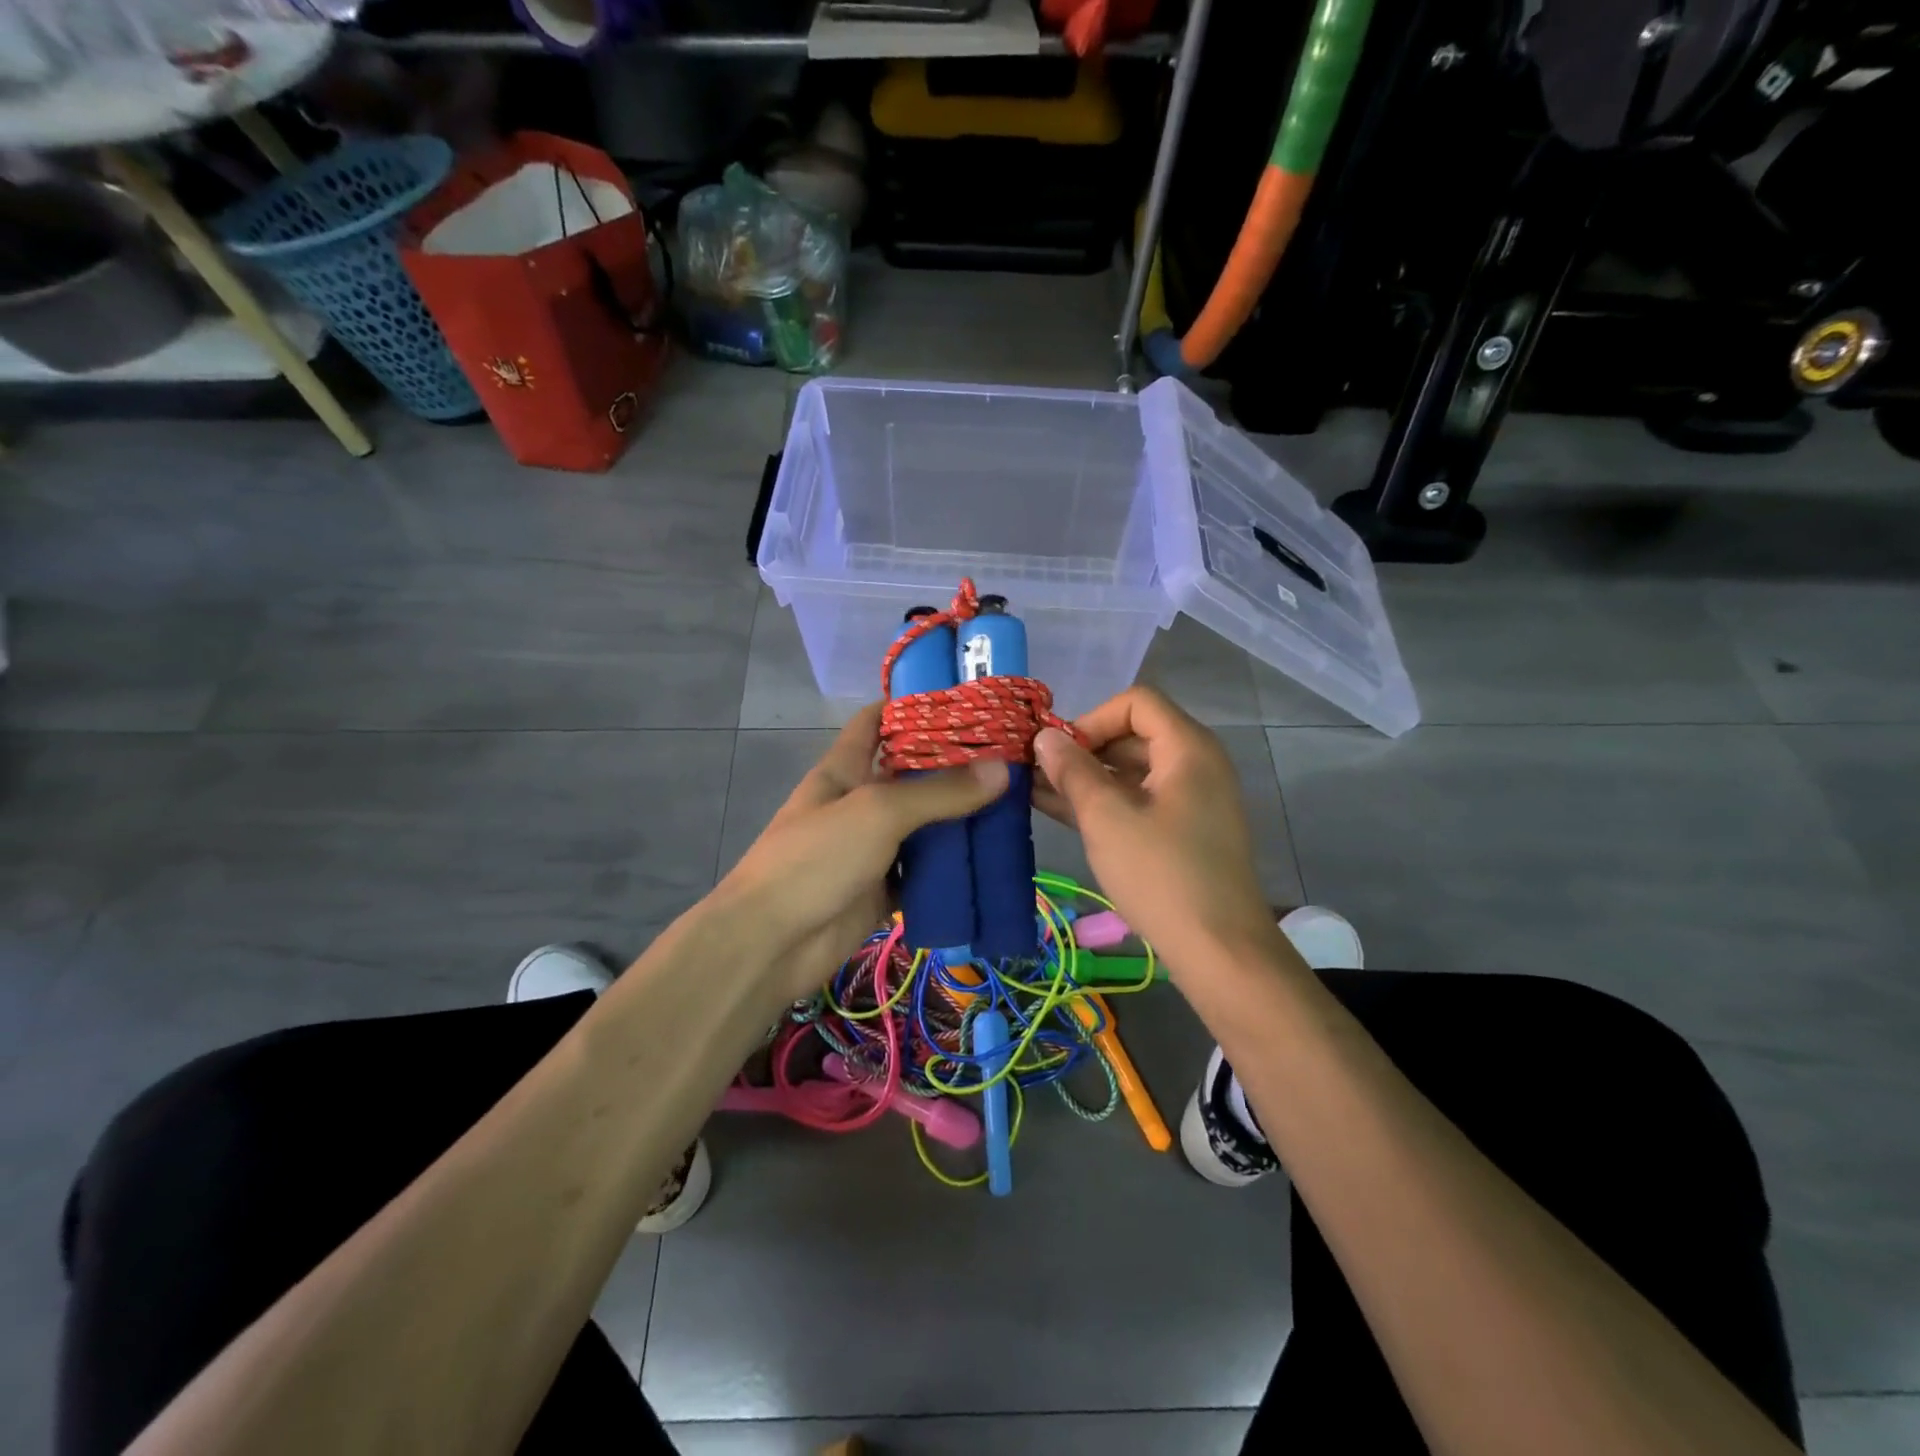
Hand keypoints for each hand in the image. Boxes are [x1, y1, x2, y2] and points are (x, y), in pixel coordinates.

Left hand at [715, 703, 1007, 1000]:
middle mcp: (859, 803)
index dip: (912, 705)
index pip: (876, 721)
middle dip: (954, 766)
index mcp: (845, 769)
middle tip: (1010, 757)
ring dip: (959, 820)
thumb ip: (938, 792)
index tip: (964, 700)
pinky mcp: (881, 891)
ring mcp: (870, 849)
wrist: (770, 943)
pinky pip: (923, 874)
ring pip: (922, 827)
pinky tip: (989, 862)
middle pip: (910, 775)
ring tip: (1014, 806)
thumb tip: (1002, 769)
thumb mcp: (877, 812)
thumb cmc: (815, 859)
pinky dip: (951, 870)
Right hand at [1033, 687, 1278, 976]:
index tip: (1060, 752)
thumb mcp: (1107, 818)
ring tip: (1034, 791)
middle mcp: (1194, 765)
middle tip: (1037, 772)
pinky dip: (1103, 803)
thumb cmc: (1161, 874)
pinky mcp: (1182, 831)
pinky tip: (1058, 811)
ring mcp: (1189, 800)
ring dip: (1085, 779)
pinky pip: (1138, 801)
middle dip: (1082, 750)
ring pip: (1130, 772)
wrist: (1219, 950)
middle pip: (1132, 735)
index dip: (1092, 719)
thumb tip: (1044, 737)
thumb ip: (1072, 771)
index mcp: (1188, 748)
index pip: (1136, 703)